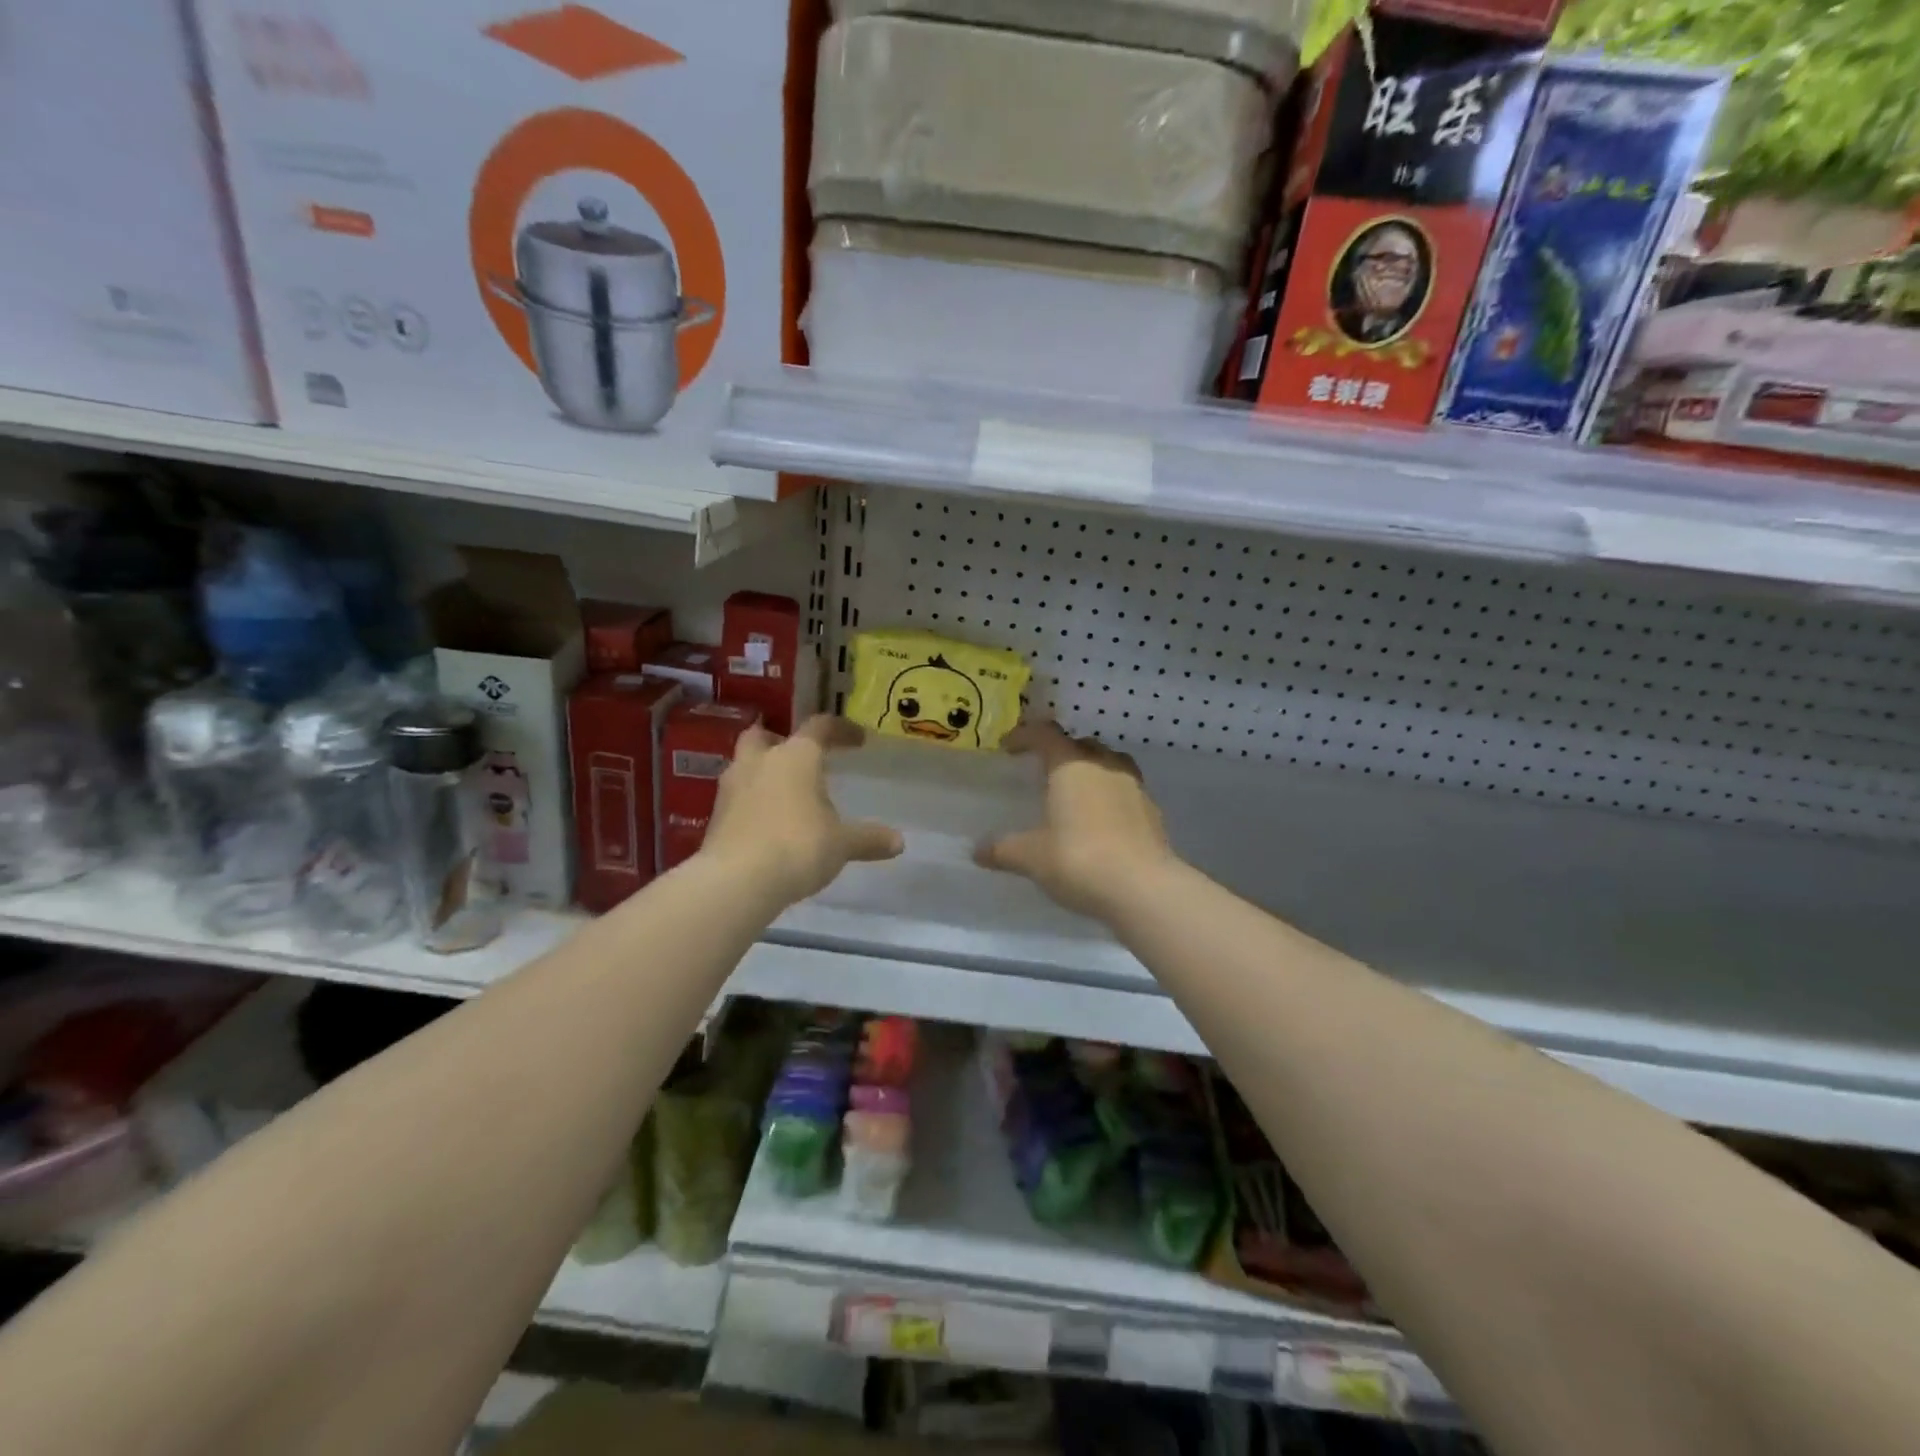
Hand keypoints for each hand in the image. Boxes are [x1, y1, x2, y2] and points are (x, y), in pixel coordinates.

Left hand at [701, 716, 903, 906]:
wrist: (737, 881)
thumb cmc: (798, 846)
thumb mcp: (841, 844)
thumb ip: (868, 839)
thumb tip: (898, 842)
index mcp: (796, 756)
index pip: (820, 727)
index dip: (840, 729)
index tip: (857, 740)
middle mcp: (760, 761)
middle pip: (764, 735)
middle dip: (780, 740)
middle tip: (800, 757)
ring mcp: (732, 787)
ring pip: (745, 764)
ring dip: (762, 771)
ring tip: (785, 794)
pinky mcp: (715, 816)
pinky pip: (737, 797)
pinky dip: (751, 802)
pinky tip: (767, 823)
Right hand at [974, 723, 1175, 921]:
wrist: (1143, 888)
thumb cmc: (1078, 859)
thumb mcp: (1032, 857)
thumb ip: (1004, 849)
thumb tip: (977, 851)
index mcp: (1071, 765)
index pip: (1045, 734)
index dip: (1025, 735)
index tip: (1009, 747)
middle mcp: (1105, 766)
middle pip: (1081, 745)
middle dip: (1061, 752)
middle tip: (1043, 772)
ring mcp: (1134, 786)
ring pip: (1109, 765)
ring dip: (1091, 771)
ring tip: (1075, 794)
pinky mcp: (1152, 812)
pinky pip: (1126, 792)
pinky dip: (1110, 798)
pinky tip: (1101, 823)